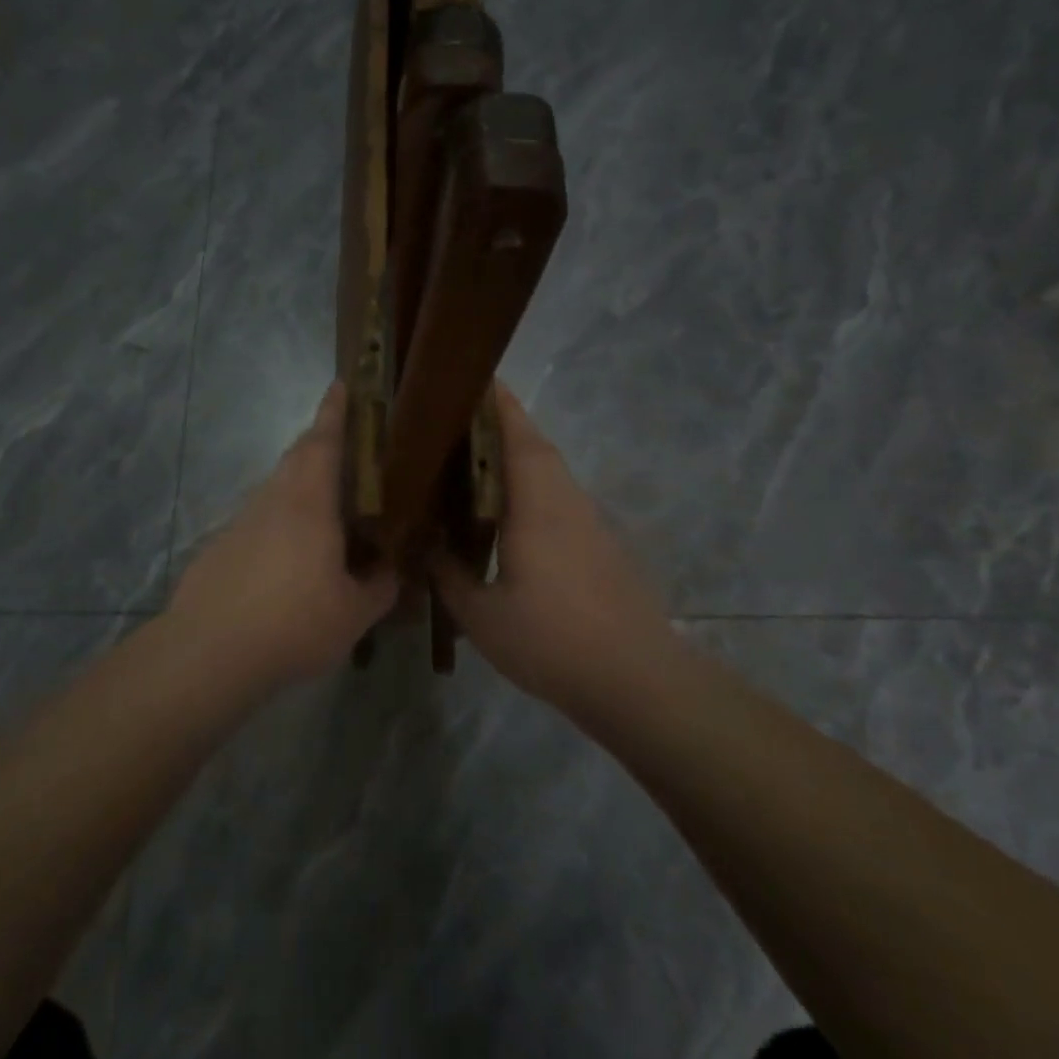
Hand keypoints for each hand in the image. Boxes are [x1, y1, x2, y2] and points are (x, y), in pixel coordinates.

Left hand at [168, 383, 398, 685]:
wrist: (208, 651)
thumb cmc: (293, 623)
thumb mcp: (354, 613)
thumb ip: (380, 587)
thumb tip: (393, 572)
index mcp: (309, 502)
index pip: (323, 440)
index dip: (334, 411)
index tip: (340, 383)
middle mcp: (272, 500)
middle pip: (297, 457)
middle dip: (320, 441)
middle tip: (347, 445)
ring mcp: (241, 522)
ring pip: (277, 488)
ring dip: (301, 484)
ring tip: (328, 507)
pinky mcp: (221, 547)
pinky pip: (260, 521)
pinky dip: (281, 522)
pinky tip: (290, 558)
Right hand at [432, 386, 682, 710]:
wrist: (636, 680)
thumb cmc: (552, 640)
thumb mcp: (481, 614)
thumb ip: (447, 574)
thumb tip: (422, 543)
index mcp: (537, 503)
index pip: (515, 434)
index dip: (494, 402)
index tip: (467, 378)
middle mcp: (566, 500)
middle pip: (534, 445)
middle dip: (499, 424)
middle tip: (452, 422)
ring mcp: (589, 522)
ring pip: (549, 473)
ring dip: (516, 457)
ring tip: (469, 464)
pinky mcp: (600, 545)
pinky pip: (558, 499)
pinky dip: (530, 489)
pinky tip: (505, 516)